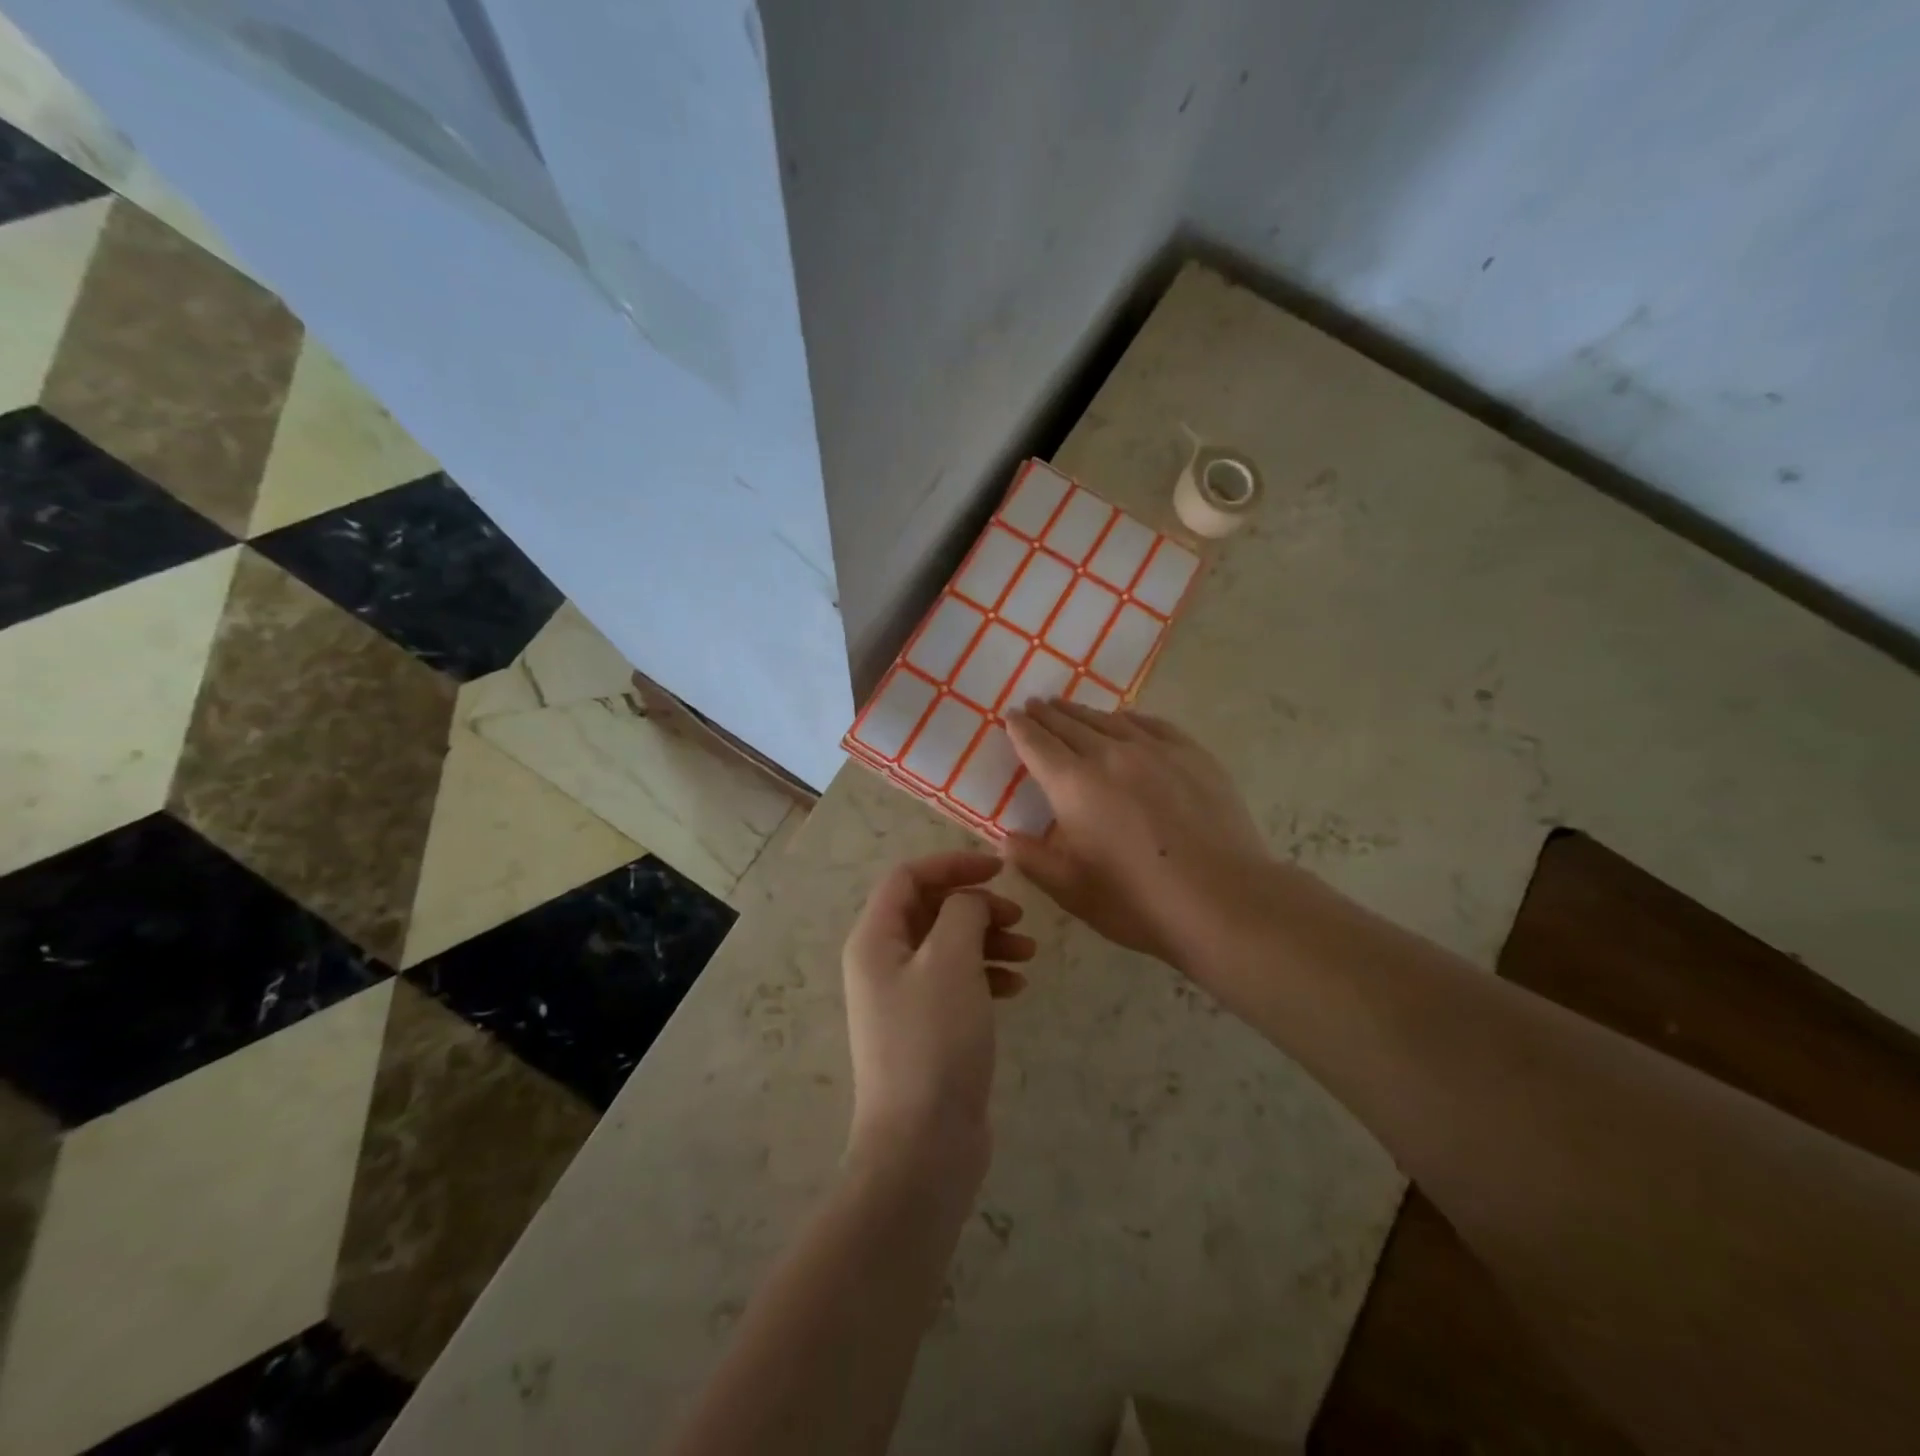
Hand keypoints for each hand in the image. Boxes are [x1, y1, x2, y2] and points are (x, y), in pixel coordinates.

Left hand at [841, 852, 1035, 1193]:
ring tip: (1027, 953)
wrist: (923, 1143)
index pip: (908, 877)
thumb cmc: (934, 1039)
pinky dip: (986, 974)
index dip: (953, 863)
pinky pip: (957, 982)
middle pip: (930, 910)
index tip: (999, 870)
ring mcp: (904, 998)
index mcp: (875, 939)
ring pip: (948, 946)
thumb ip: (963, 912)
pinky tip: (1017, 987)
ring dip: (987, 939)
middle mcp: (883, 962)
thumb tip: (971, 900)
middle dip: (975, 905)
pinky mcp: (927, 1027)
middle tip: (1017, 917)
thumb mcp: (952, 960)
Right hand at [1003, 699, 1271, 972]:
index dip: (1021, 729)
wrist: (1224, 900)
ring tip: (1069, 708)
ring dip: (1083, 712)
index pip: (1037, 745)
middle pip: (1070, 724)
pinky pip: (1151, 724)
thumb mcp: (1071, 891)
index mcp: (1074, 785)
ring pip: (1109, 720)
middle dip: (1047, 714)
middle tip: (1034, 705)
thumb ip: (1032, 860)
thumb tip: (1005, 837)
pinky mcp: (1192, 755)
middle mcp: (1110, 755)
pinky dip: (1128, 719)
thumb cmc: (1138, 902)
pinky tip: (1126, 721)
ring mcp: (1155, 750)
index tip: (1011, 717)